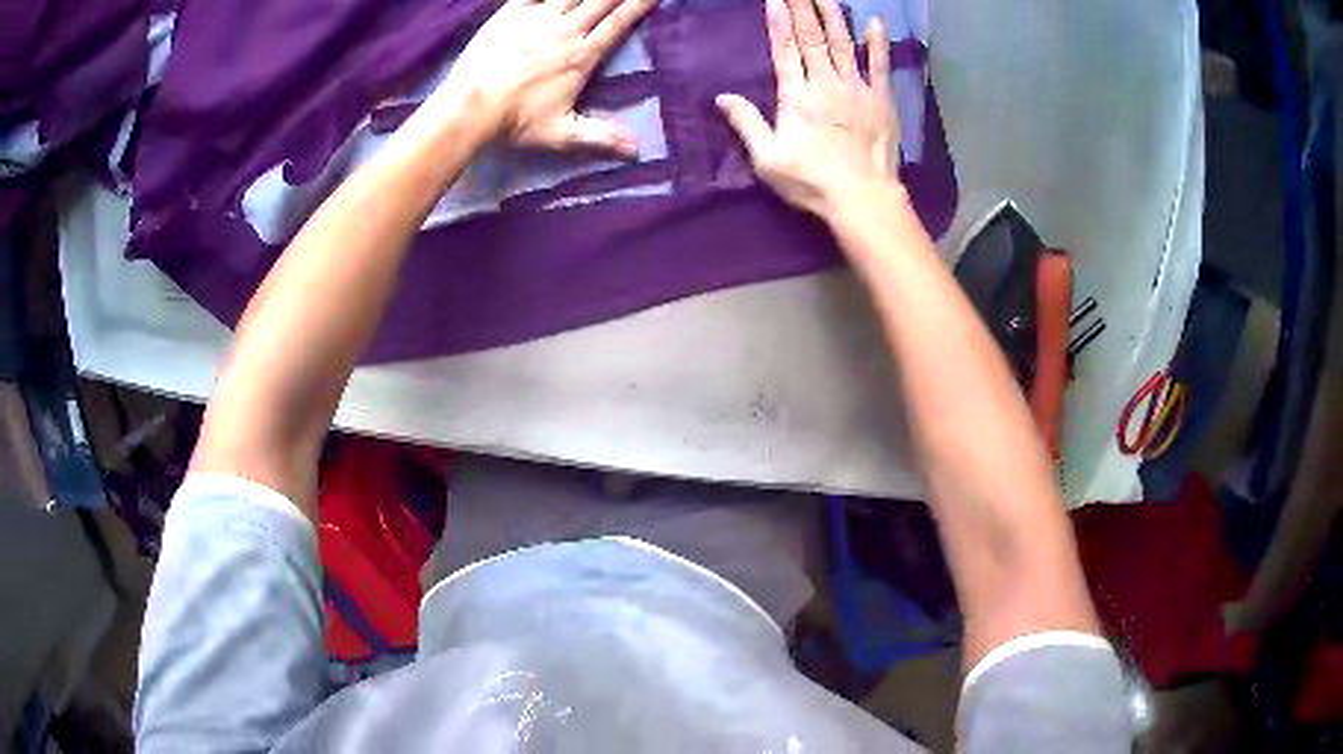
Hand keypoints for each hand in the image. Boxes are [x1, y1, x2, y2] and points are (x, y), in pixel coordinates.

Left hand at [438, 0, 655, 155]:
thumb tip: (637, 151)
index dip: (639, 5)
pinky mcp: (511, 12)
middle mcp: (566, 29)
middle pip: (602, 0)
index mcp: (581, 56)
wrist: (470, 106)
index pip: (619, 23)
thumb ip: (601, 137)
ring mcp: (537, 17)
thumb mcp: (561, 134)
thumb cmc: (514, 122)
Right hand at [717, 0, 901, 219]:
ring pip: (842, 44)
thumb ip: (746, 123)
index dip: (779, 22)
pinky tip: (875, 23)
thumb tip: (721, 97)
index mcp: (796, 96)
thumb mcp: (767, 159)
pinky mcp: (881, 100)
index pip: (785, 50)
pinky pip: (879, 65)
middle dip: (803, 9)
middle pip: (812, 38)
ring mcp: (856, 89)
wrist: (862, 198)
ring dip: (833, 16)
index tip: (776, 0)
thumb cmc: (811, 181)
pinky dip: (877, 44)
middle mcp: (825, 83)